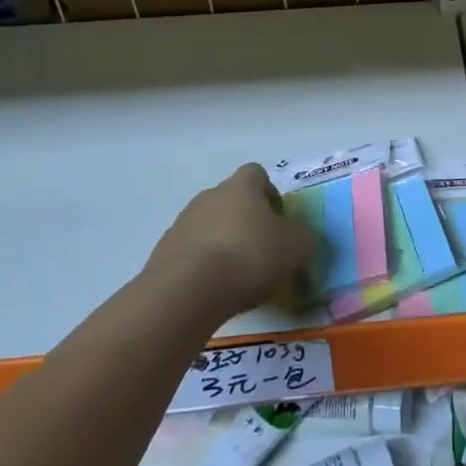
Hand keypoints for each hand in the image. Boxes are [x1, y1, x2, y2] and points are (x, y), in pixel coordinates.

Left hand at [147, 164, 318, 323]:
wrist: (186, 291)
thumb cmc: (248, 256)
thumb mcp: (296, 246)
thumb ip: (302, 236)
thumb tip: (298, 236)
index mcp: (241, 187)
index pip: (257, 174)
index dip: (270, 194)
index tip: (278, 221)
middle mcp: (209, 196)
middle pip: (231, 201)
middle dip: (246, 222)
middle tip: (261, 252)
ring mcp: (182, 223)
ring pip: (210, 227)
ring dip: (223, 244)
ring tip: (237, 277)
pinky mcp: (163, 253)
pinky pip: (191, 253)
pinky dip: (204, 267)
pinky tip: (214, 290)